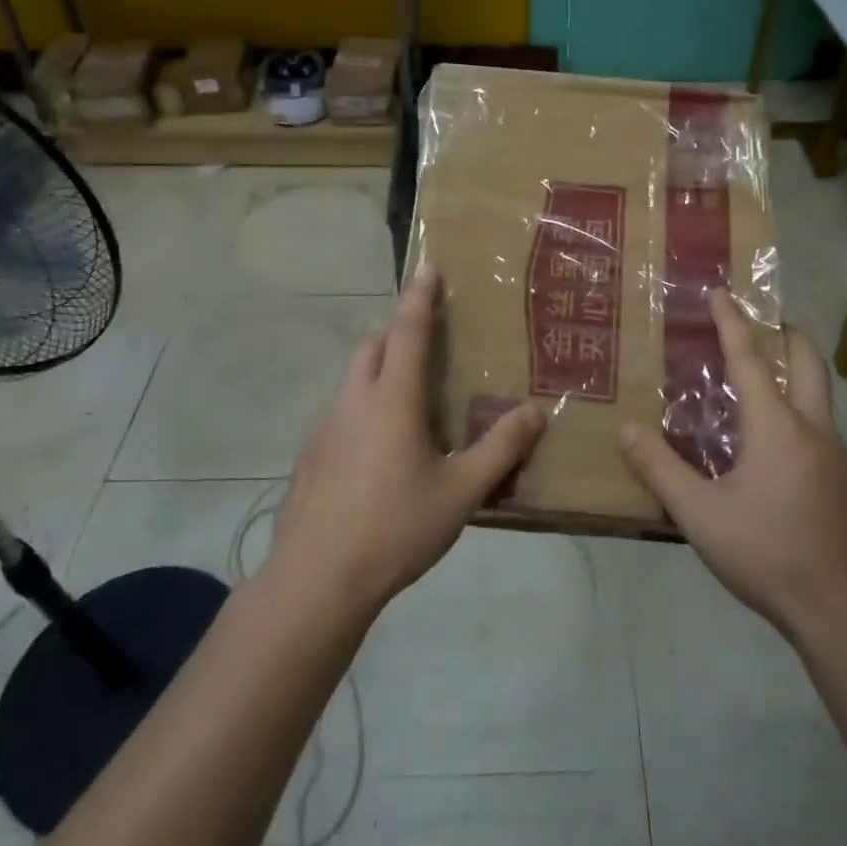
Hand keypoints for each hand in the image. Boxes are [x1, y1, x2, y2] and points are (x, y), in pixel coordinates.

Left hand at [265, 269, 546, 622]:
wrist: (316, 580)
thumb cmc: (395, 528)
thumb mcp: (461, 492)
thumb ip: (500, 449)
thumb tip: (535, 412)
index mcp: (392, 399)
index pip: (408, 331)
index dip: (420, 296)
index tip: (427, 265)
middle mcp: (354, 401)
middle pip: (373, 346)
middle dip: (397, 331)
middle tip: (427, 341)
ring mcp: (325, 428)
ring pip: (353, 379)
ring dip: (379, 370)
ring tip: (409, 400)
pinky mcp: (310, 456)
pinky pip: (341, 412)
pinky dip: (363, 407)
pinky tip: (379, 451)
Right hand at [620, 291, 846, 643]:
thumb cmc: (769, 554)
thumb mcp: (701, 515)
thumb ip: (661, 470)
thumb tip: (627, 430)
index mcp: (778, 427)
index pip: (750, 359)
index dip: (732, 323)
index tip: (721, 292)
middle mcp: (813, 429)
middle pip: (807, 363)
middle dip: (787, 334)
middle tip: (765, 320)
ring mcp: (837, 457)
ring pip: (818, 396)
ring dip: (795, 372)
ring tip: (762, 379)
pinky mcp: (845, 483)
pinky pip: (820, 426)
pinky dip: (798, 409)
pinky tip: (774, 443)